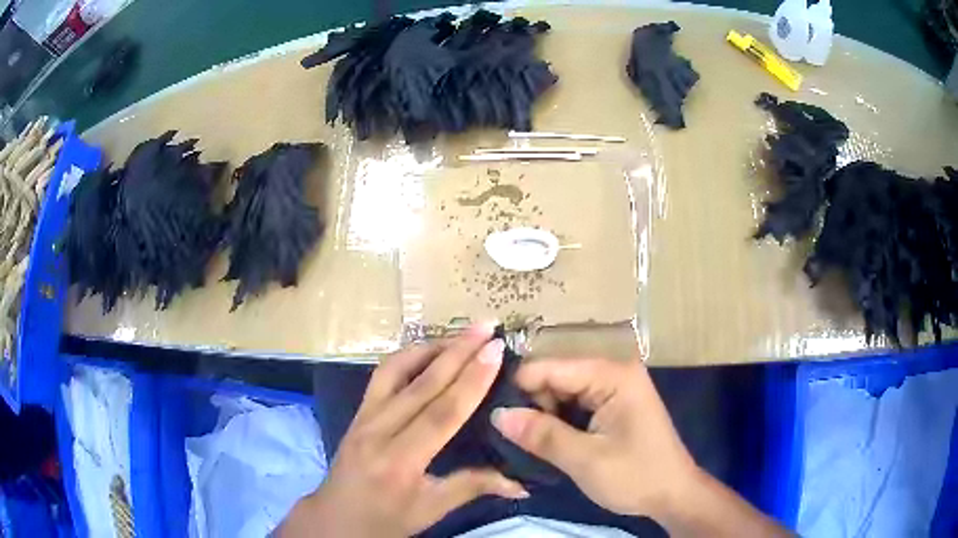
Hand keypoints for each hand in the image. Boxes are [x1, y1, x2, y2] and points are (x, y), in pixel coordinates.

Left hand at [279, 323, 527, 537]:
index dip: (472, 380)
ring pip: (396, 370)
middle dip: (458, 351)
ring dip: (430, 347)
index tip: (495, 350)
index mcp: (400, 461)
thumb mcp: (431, 510)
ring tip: (460, 334)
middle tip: (487, 328)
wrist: (335, 517)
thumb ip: (473, 488)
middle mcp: (378, 431)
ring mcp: (363, 417)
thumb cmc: (386, 519)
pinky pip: (381, 375)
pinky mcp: (357, 412)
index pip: (442, 413)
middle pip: (421, 384)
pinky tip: (427, 350)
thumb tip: (521, 485)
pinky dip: (406, 357)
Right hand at [490, 357, 697, 519]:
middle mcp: (614, 372)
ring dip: (543, 415)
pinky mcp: (613, 405)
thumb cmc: (635, 476)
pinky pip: (575, 405)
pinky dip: (558, 421)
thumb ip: (541, 435)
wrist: (673, 494)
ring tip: (520, 439)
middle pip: (556, 377)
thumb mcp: (584, 460)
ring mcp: (615, 388)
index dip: (518, 387)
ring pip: (563, 392)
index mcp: (613, 375)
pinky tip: (544, 439)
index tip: (488, 409)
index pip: (551, 367)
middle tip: (506, 433)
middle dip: (531, 403)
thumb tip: (497, 415)